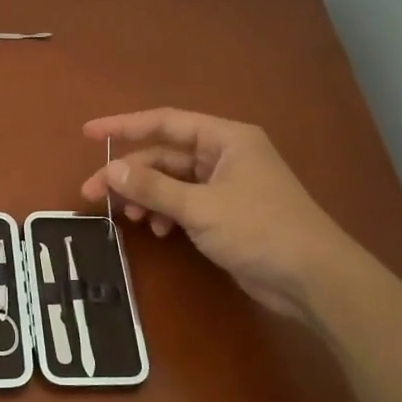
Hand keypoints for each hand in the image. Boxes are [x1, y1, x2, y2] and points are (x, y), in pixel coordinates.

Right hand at [81, 108, 363, 317]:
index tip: (88, 134)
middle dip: (129, 174)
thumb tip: (110, 171)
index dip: (123, 126)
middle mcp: (225, 155)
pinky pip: (184, 204)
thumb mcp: (200, 207)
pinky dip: (166, 214)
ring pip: (172, 182)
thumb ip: (153, 187)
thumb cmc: (259, 229)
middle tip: (92, 193)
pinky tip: (158, 231)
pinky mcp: (226, 214)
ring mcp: (226, 186)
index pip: (165, 122)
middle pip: (164, 156)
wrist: (313, 279)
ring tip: (127, 217)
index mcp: (225, 139)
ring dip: (147, 197)